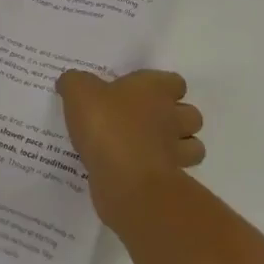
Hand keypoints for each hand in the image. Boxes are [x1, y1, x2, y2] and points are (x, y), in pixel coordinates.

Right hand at [56, 69, 204, 225]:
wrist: (125, 180)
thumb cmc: (107, 125)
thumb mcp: (79, 92)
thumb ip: (74, 82)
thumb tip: (70, 82)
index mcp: (155, 90)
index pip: (174, 82)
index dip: (162, 86)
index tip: (140, 93)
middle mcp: (172, 117)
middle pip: (190, 114)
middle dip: (176, 118)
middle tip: (145, 122)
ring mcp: (175, 151)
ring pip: (192, 146)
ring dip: (177, 147)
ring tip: (148, 148)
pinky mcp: (170, 181)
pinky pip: (173, 173)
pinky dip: (161, 172)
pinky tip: (137, 171)